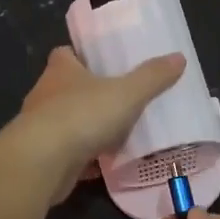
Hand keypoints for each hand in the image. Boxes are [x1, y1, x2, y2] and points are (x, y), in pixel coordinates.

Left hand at [15, 46, 186, 202]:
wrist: (43, 162)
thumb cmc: (82, 115)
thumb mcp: (127, 93)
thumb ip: (152, 77)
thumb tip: (179, 57)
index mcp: (61, 70)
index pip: (65, 54)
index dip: (82, 56)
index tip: (102, 63)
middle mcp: (46, 94)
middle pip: (67, 88)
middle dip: (89, 94)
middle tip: (119, 99)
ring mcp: (41, 128)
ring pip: (67, 123)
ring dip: (86, 128)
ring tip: (116, 133)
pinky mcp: (43, 157)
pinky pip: (68, 154)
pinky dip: (84, 158)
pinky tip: (104, 165)